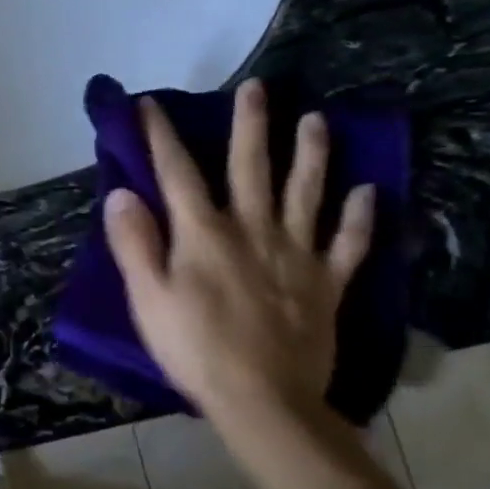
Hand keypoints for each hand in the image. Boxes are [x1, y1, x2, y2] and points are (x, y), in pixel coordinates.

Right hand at [102, 78, 374, 423]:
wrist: (263, 400)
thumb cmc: (194, 348)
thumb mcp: (147, 298)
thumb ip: (134, 243)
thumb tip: (121, 194)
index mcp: (203, 233)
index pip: (177, 173)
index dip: (161, 136)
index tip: (151, 104)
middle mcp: (253, 230)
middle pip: (251, 167)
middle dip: (250, 125)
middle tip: (258, 87)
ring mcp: (296, 254)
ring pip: (306, 193)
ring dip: (311, 155)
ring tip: (316, 120)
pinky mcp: (327, 284)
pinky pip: (349, 244)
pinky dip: (360, 218)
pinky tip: (368, 193)